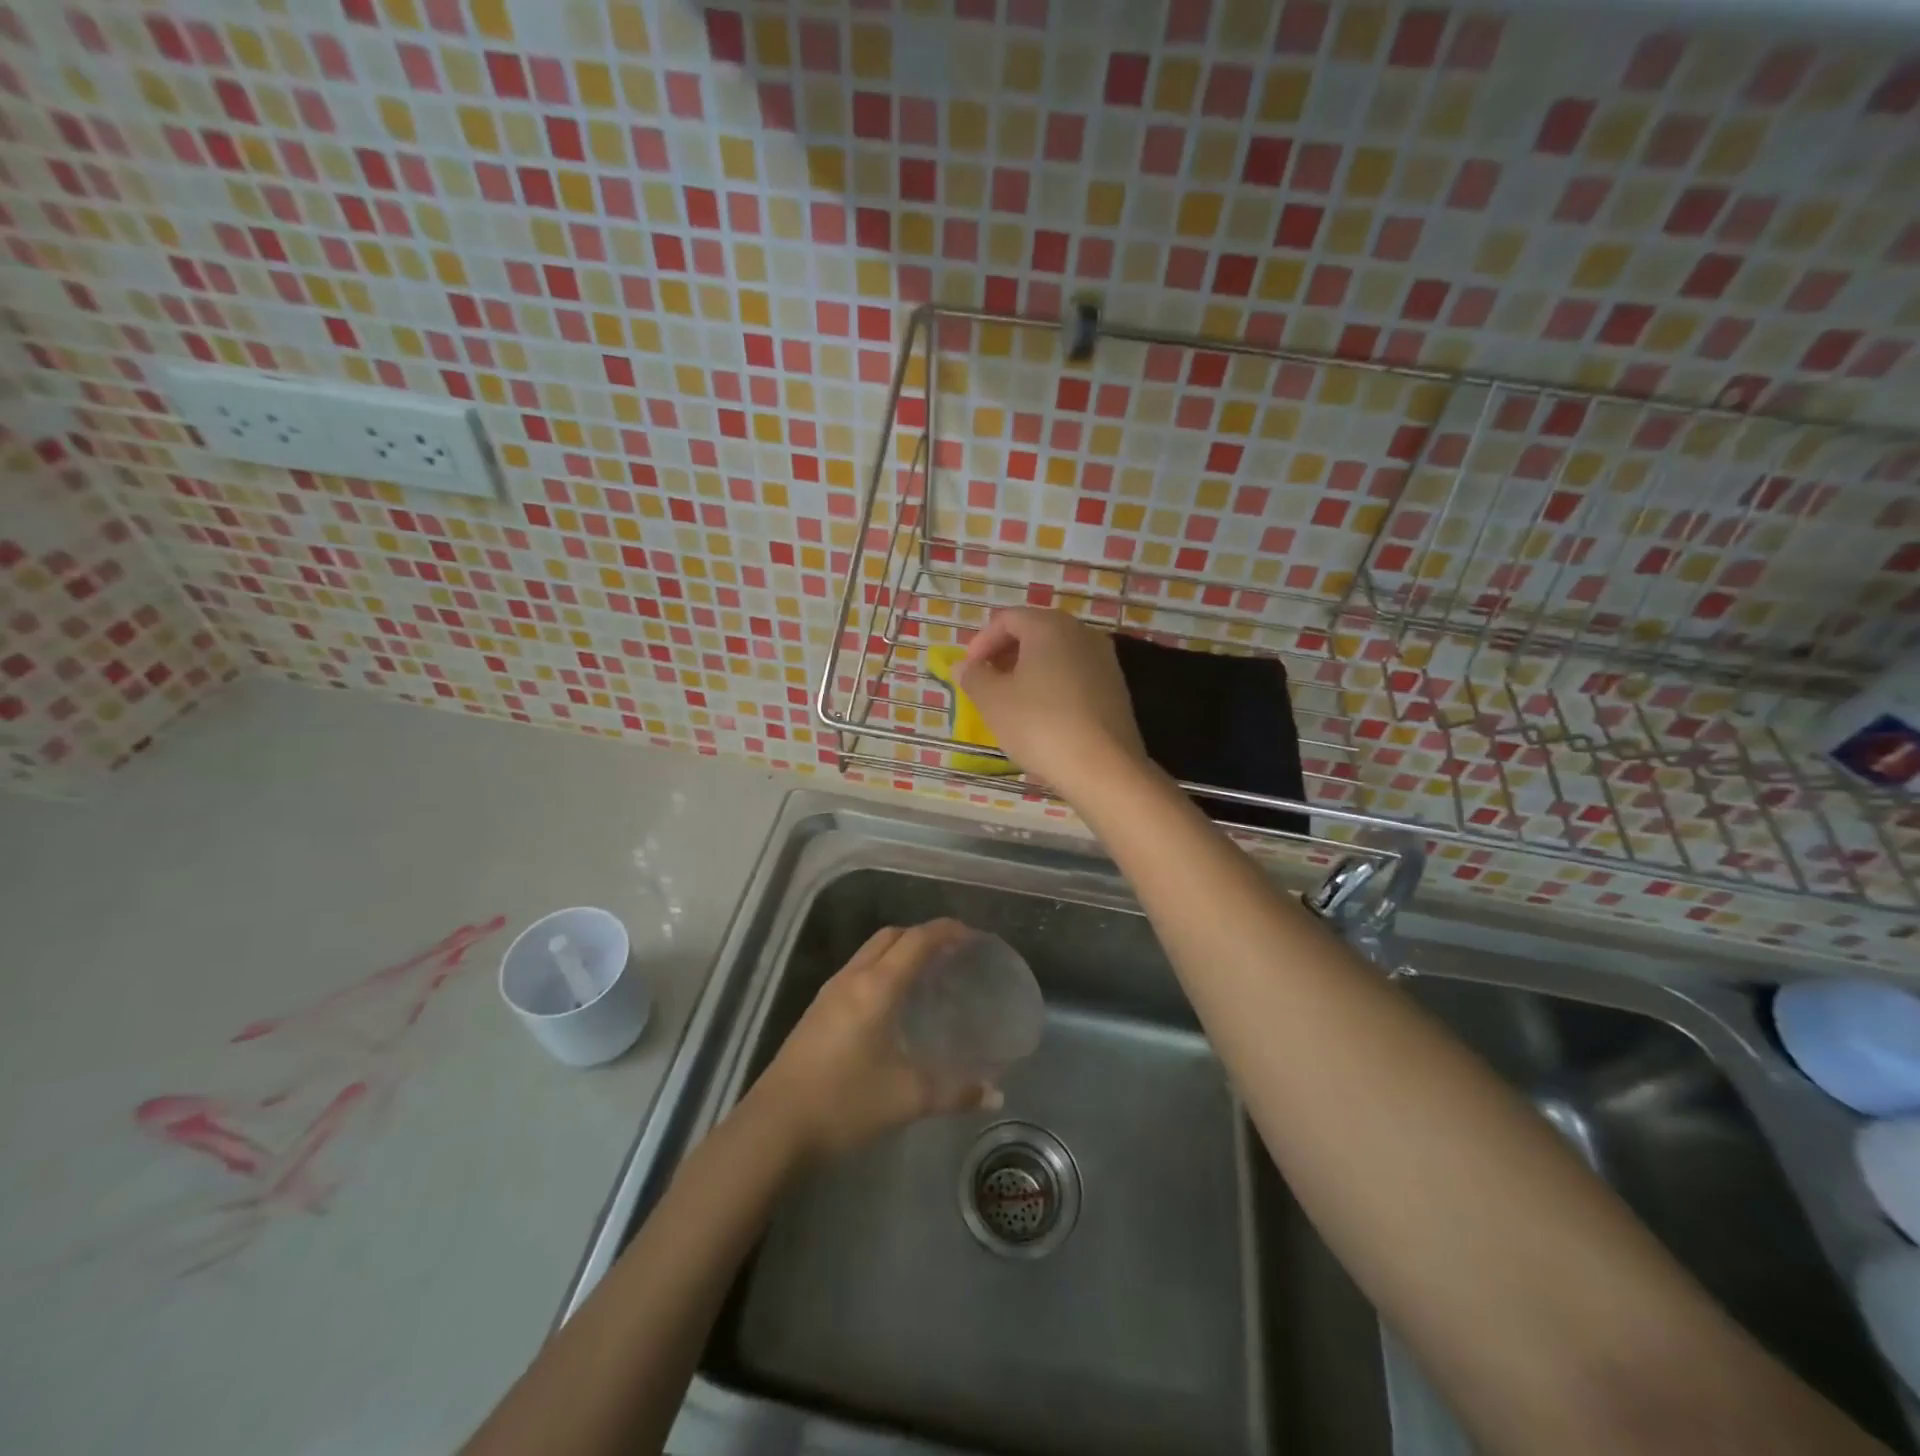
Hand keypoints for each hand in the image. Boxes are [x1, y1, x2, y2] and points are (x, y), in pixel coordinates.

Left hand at [745, 920, 999, 1164]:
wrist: (774, 1127)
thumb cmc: (844, 1103)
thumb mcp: (906, 1098)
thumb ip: (955, 1092)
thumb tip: (995, 1093)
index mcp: (877, 986)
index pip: (917, 940)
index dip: (947, 931)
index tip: (973, 936)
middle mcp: (852, 978)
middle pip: (891, 936)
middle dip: (923, 935)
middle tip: (953, 955)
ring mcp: (830, 993)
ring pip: (870, 952)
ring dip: (899, 951)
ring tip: (927, 975)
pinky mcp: (817, 1011)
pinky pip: (857, 971)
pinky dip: (882, 970)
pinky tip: (892, 1004)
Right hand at [959, 607, 1148, 800]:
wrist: (1104, 769)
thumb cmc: (1040, 725)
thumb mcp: (993, 701)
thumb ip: (974, 677)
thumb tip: (964, 666)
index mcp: (1049, 626)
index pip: (1007, 619)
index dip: (981, 642)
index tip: (968, 671)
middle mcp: (1081, 633)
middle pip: (1035, 632)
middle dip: (1005, 654)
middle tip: (986, 683)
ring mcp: (1104, 660)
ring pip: (1056, 655)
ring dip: (1029, 671)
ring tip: (1011, 702)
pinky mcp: (1116, 688)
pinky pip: (1075, 676)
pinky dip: (1052, 686)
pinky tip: (1042, 716)